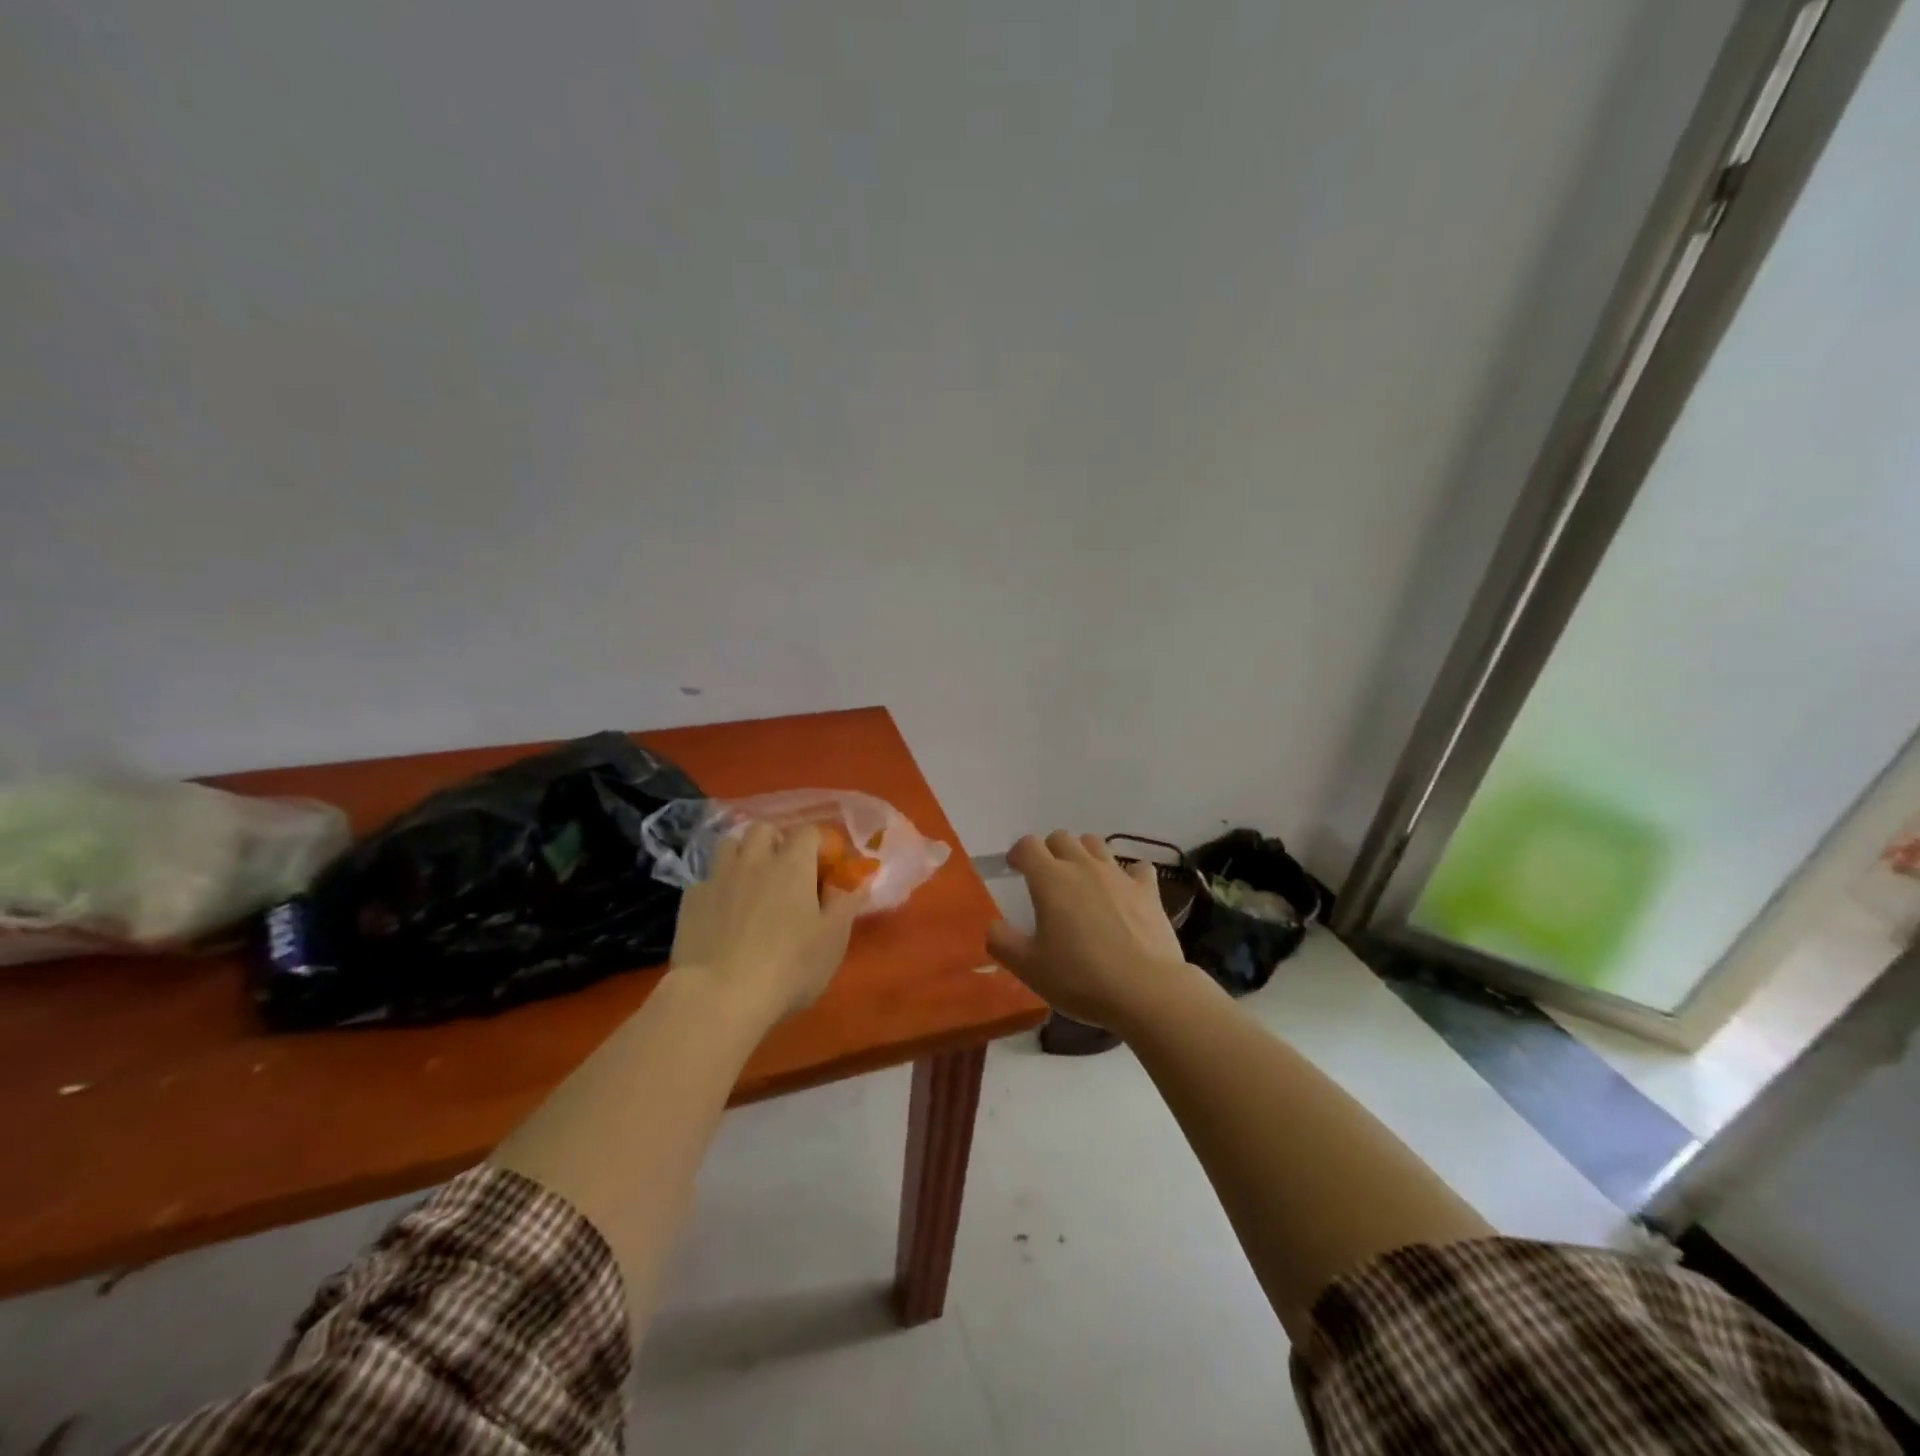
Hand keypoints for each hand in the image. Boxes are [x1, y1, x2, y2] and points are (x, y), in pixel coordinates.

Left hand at [669, 822, 861, 1027]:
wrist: (719, 995)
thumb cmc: (789, 967)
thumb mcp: (832, 940)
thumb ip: (846, 904)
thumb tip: (860, 880)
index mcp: (793, 865)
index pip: (807, 831)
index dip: (817, 844)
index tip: (823, 866)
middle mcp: (754, 860)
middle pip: (763, 829)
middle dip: (775, 840)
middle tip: (785, 869)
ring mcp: (718, 877)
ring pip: (729, 845)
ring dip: (743, 855)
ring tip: (751, 881)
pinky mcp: (690, 900)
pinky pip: (706, 879)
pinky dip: (717, 887)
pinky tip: (721, 912)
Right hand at [987, 831, 1191, 1030]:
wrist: (1146, 991)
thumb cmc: (1080, 978)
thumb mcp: (1028, 967)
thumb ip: (1002, 941)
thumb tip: (994, 925)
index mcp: (1050, 879)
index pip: (1028, 846)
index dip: (1018, 854)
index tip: (1015, 870)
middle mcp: (1083, 866)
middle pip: (1061, 838)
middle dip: (1050, 851)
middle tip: (1047, 879)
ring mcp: (1119, 875)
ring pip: (1096, 844)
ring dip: (1084, 854)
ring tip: (1082, 880)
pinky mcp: (1148, 891)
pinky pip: (1137, 867)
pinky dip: (1127, 874)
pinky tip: (1125, 892)